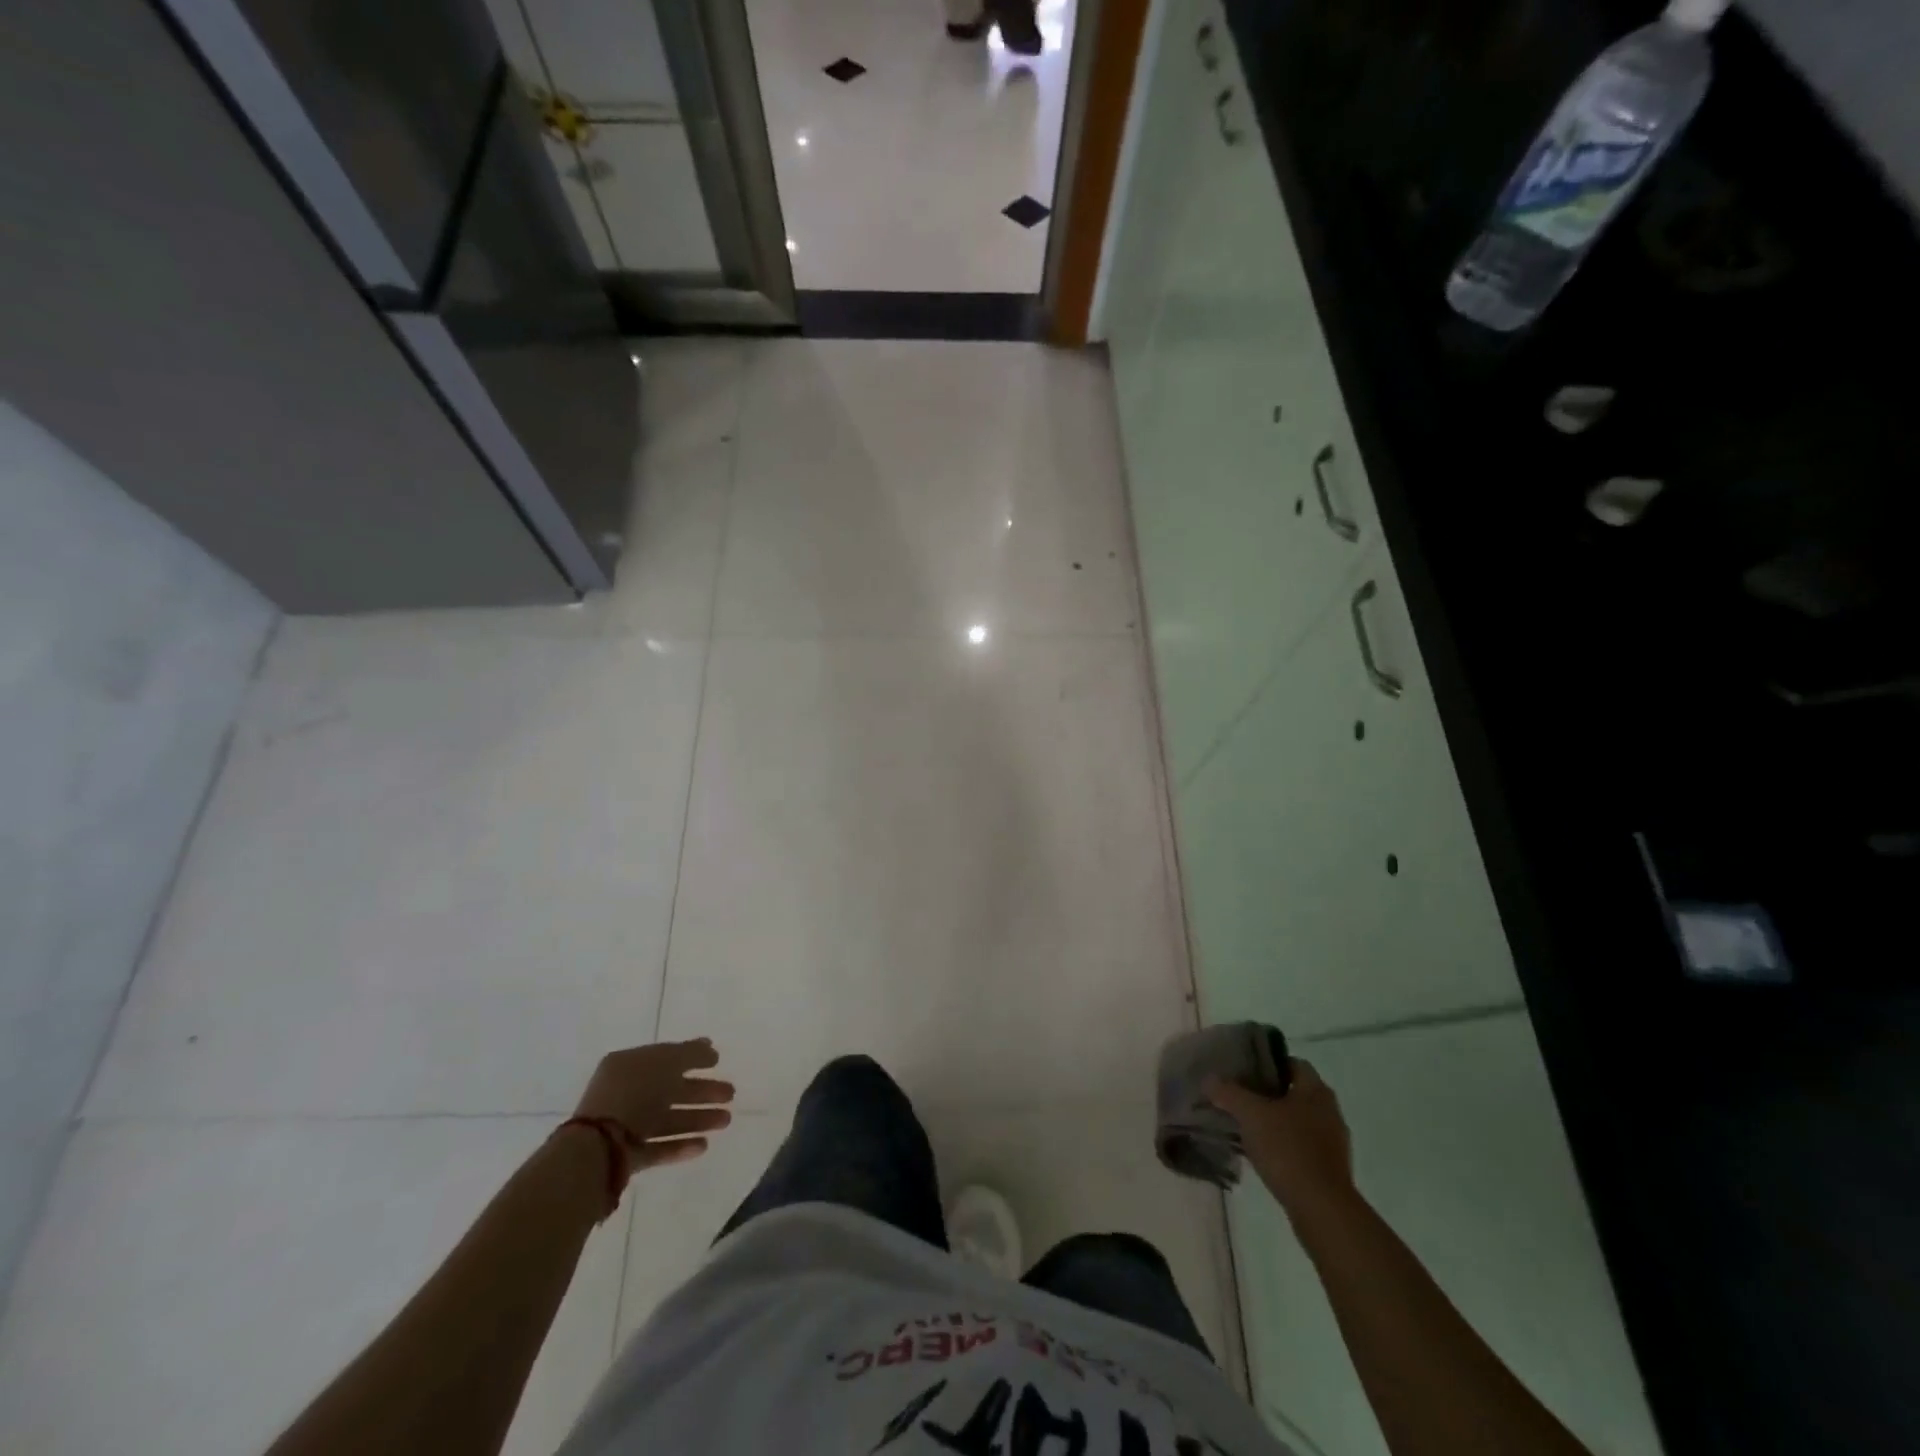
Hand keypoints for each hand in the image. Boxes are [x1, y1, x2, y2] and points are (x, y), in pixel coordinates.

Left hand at [574, 1039, 734, 1176]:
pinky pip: (659, 1146)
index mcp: (629, 1065)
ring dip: (698, 1118)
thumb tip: (708, 1044)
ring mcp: (625, 1126)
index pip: (666, 1057)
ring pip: (668, 1118)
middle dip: (702, 1091)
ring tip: (726, 1121)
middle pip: (671, 1089)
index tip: (718, 1060)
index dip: (693, 1056)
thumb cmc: (633, 1095)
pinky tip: (704, 1145)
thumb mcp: (666, 1062)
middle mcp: (626, 1093)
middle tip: (730, 1094)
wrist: (596, 1150)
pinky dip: (681, 1145)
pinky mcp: (627, 1156)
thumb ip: (690, 1053)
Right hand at [1207, 1059, 1354, 1216]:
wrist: (1321, 1209)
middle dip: (1266, 1093)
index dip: (1267, 1063)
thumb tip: (1209, 1079)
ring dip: (1273, 1122)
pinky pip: (1300, 1147)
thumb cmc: (1288, 1149)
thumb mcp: (1250, 1114)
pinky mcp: (1328, 1169)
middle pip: (1293, 1092)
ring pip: (1296, 1121)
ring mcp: (1332, 1143)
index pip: (1292, 1063)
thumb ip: (1228, 1093)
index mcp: (1316, 1091)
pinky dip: (1281, 1146)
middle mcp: (1329, 1112)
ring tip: (1244, 1125)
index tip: (1243, 1069)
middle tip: (1238, 1095)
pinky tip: (1260, 1153)